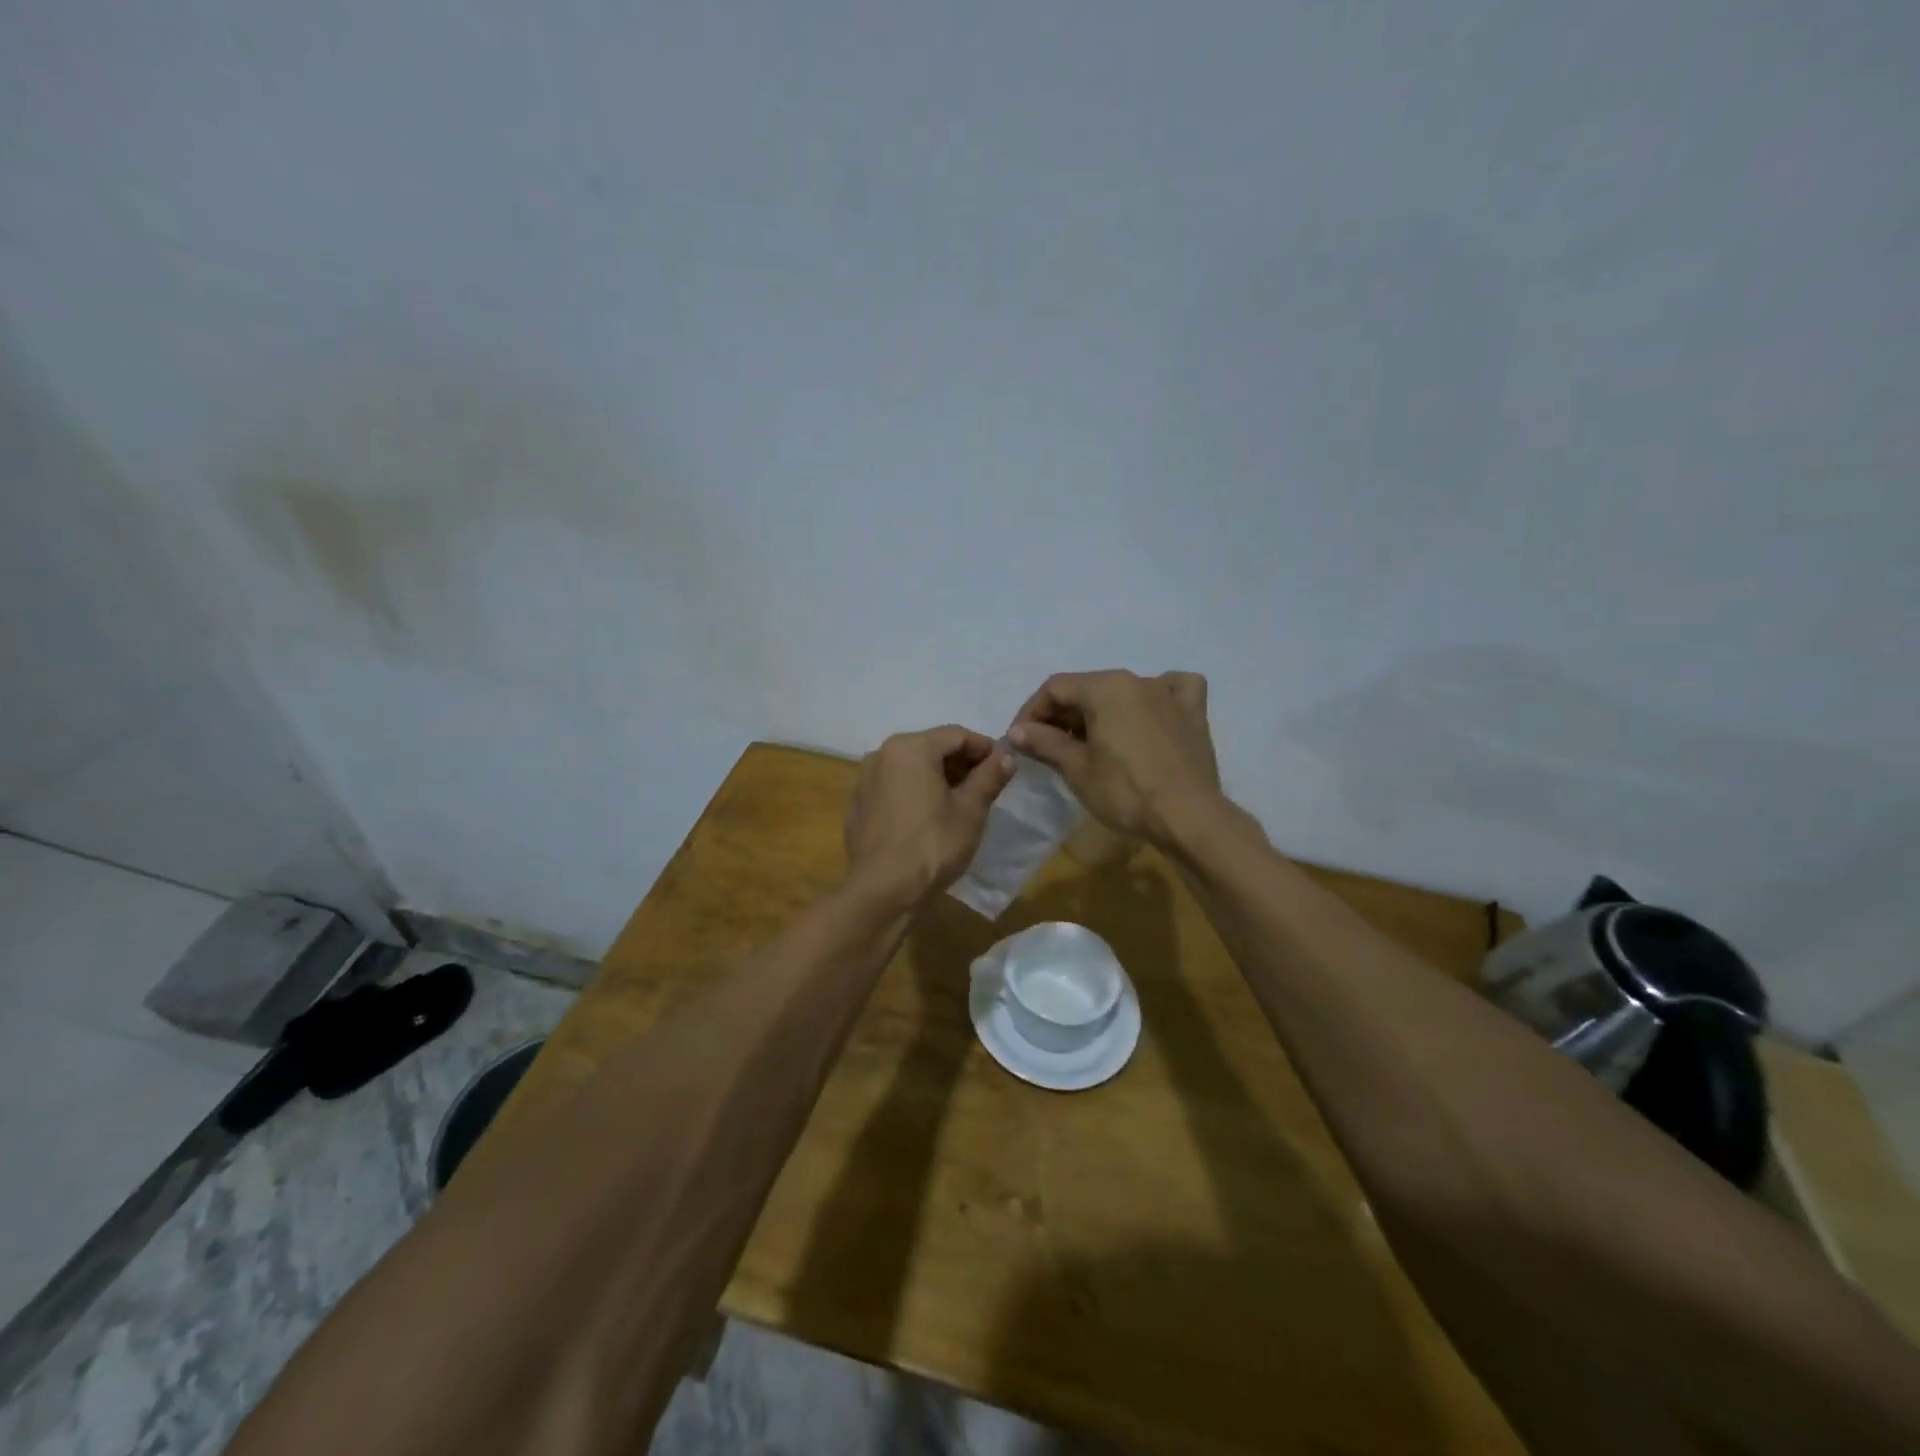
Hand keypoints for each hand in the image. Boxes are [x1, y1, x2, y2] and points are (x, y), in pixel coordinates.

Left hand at [844, 726, 1015, 907]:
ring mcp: (864, 780)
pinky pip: (893, 789)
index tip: (1003, 766)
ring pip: (910, 768)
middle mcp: (881, 754)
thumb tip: (1006, 755)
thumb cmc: (933, 844)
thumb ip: (989, 776)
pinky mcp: (858, 806)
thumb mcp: (971, 809)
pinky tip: (928, 819)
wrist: (883, 891)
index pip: (956, 735)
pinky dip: (914, 794)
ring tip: (960, 804)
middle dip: (960, 763)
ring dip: (937, 778)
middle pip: (931, 748)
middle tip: (985, 787)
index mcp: (910, 747)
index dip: (984, 748)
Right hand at [1008, 670, 1220, 843]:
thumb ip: (1044, 742)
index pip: (1055, 688)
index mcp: (1105, 686)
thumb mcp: (1076, 768)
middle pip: (1088, 688)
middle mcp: (1137, 679)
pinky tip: (1150, 713)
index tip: (1020, 740)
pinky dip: (1156, 698)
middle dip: (1062, 714)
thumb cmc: (1125, 792)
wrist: (1188, 817)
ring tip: (1090, 741)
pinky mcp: (1193, 713)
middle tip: (1048, 747)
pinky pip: (1172, 691)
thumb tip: (1016, 731)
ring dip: (1100, 711)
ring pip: (1124, 691)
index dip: (1031, 712)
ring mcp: (1169, 694)